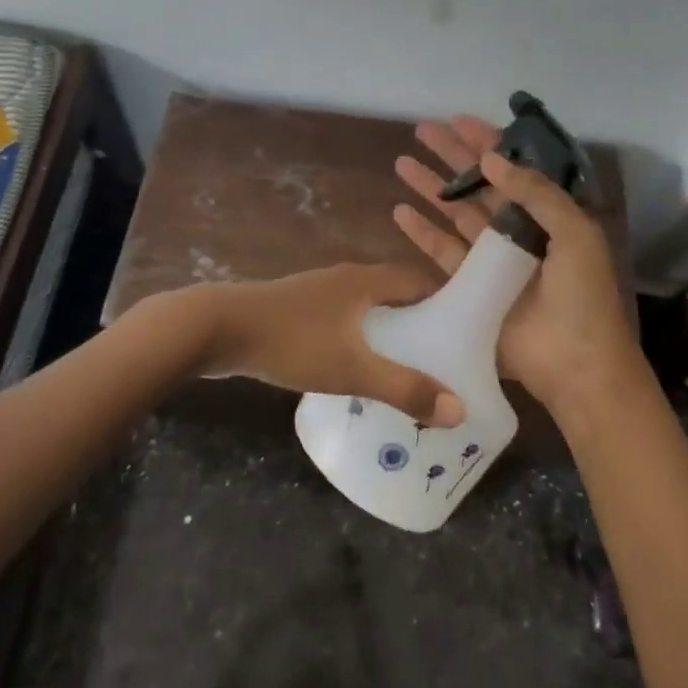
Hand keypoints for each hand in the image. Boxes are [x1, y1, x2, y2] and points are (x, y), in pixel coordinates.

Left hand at [152, 264, 465, 426]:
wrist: (218, 328)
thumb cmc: (292, 341)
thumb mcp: (352, 369)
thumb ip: (404, 388)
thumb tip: (458, 409)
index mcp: (367, 280)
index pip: (422, 281)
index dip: (448, 305)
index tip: (469, 337)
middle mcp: (347, 278)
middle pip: (397, 295)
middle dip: (421, 324)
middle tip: (443, 362)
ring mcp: (319, 292)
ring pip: (368, 309)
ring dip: (389, 333)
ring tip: (407, 371)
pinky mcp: (298, 310)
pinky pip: (344, 321)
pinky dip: (360, 339)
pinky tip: (358, 371)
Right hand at [394, 117, 640, 411]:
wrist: (576, 365)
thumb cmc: (583, 297)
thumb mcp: (575, 234)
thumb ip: (536, 193)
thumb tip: (490, 158)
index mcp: (548, 216)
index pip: (513, 169)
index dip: (486, 144)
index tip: (459, 121)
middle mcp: (518, 232)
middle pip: (478, 185)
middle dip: (450, 157)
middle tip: (422, 131)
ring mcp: (491, 261)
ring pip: (455, 213)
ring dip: (430, 188)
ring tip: (402, 163)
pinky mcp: (470, 288)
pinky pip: (441, 252)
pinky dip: (421, 232)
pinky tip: (400, 211)